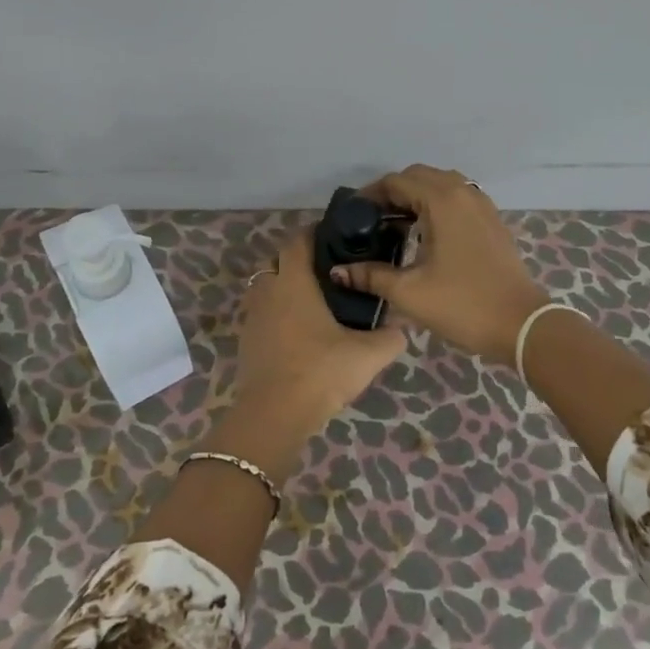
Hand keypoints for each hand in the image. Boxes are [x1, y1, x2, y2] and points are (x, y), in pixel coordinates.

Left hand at [214, 228, 405, 481]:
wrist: (274, 415)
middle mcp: (268, 292)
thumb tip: (403, 327)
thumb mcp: (368, 355)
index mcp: (293, 283)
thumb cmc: (320, 371)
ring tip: (314, 302)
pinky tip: (298, 333)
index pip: (297, 241)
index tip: (334, 236)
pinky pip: (261, 315)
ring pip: (266, 289)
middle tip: (328, 271)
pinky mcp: (246, 343)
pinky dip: (277, 315)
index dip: (313, 233)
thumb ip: (391, 337)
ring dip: (284, 288)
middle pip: (277, 261)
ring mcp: (252, 318)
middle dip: (298, 260)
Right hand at [330, 165, 547, 366]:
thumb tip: (338, 271)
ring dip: (416, 197)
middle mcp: (463, 193)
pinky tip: (426, 233)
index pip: (397, 181)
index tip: (353, 216)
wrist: (520, 324)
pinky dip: (437, 205)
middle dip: (393, 193)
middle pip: (419, 176)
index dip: (371, 194)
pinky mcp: (492, 220)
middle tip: (372, 221)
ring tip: (396, 226)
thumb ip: (372, 276)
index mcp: (442, 201)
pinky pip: (458, 198)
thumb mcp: (410, 293)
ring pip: (441, 184)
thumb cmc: (463, 304)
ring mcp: (482, 205)